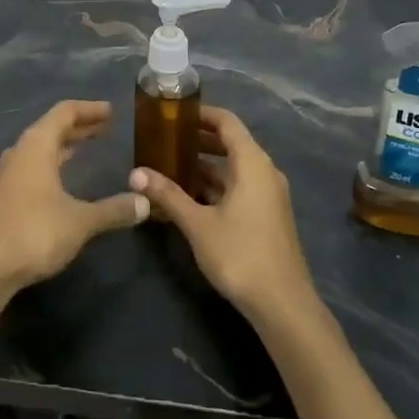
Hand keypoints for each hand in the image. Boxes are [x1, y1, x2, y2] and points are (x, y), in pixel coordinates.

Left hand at [0, 100, 148, 293]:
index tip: (111, 111)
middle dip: (79, 126)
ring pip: (41, 147)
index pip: (65, 112)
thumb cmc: (35, 232)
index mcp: (37, 145)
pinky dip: (53, 162)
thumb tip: (145, 202)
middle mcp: (21, 152)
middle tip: (105, 127)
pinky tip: (63, 177)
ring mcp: (9, 173)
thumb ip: (113, 209)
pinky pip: (34, 165)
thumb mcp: (81, 221)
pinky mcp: (5, 195)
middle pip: (51, 127)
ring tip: (87, 146)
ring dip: (64, 144)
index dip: (89, 109)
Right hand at [130, 106, 316, 321]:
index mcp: (252, 163)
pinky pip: (240, 186)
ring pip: (234, 168)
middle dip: (199, 139)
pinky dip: (216, 185)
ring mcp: (268, 194)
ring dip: (206, 164)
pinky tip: (190, 196)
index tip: (173, 113)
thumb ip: (167, 195)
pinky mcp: (267, 215)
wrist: (283, 304)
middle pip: (231, 142)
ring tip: (170, 166)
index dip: (201, 114)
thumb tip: (135, 173)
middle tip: (165, 139)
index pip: (227, 122)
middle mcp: (264, 171)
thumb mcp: (198, 224)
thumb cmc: (240, 254)